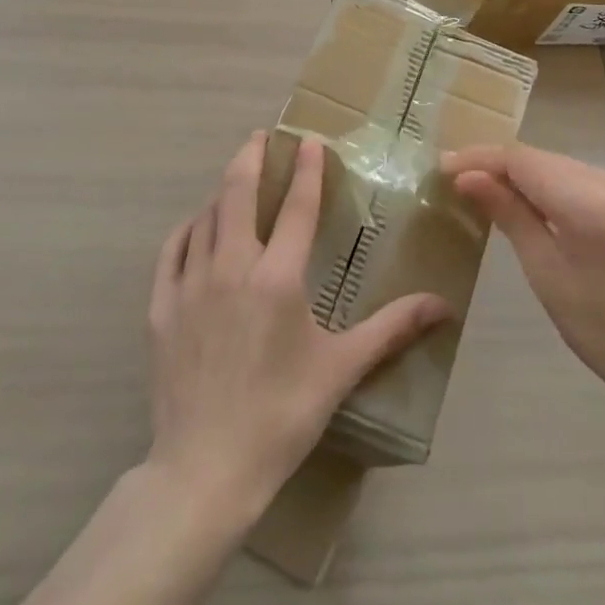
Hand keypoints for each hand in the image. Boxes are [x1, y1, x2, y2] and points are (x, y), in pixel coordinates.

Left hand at [146, 131, 450, 523]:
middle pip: (237, 193)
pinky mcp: (161, 307)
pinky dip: (188, 229)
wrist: (206, 468)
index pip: (295, 208)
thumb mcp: (341, 369)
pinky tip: (196, 226)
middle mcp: (231, 267)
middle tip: (260, 136)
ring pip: (205, 218)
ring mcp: (190, 285)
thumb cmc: (282, 414)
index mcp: (277, 278)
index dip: (305, 170)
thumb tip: (443, 306)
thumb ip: (392, 329)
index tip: (308, 141)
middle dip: (250, 157)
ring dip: (222, 192)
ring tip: (235, 180)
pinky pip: (172, 250)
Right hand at [444, 143, 604, 422]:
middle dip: (497, 164)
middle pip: (543, 159)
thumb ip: (509, 216)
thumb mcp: (547, 275)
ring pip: (562, 167)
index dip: (479, 158)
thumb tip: (468, 177)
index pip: (522, 160)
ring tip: (483, 189)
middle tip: (455, 178)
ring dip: (523, 175)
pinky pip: (583, 181)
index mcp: (592, 202)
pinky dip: (551, 186)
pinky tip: (530, 201)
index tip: (442, 166)